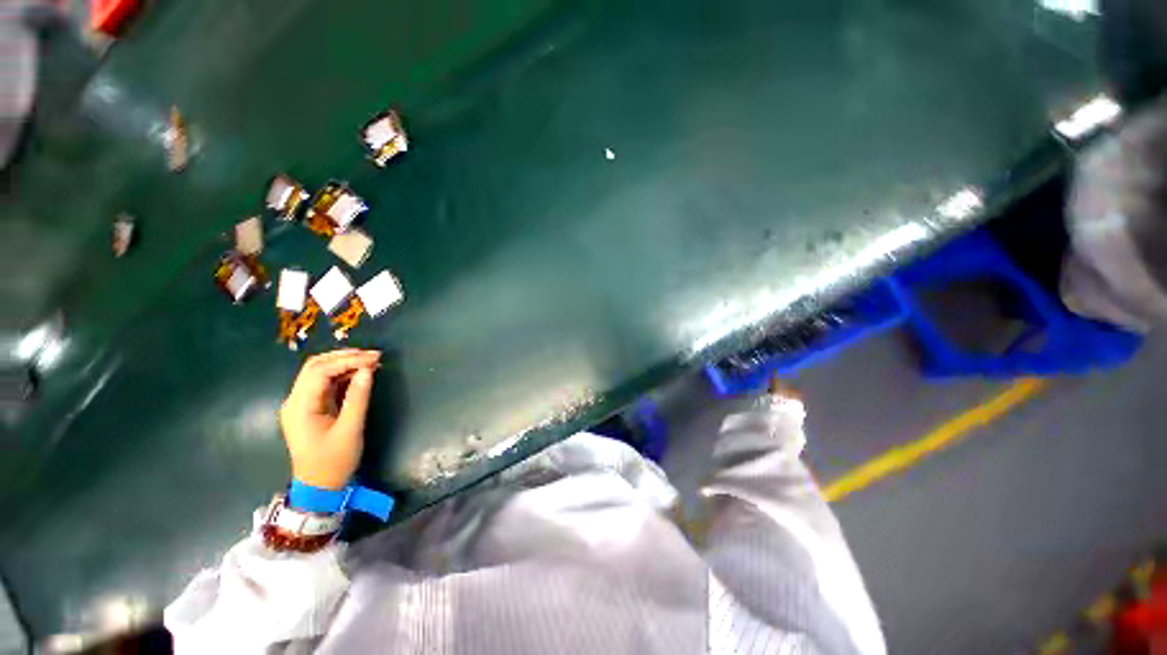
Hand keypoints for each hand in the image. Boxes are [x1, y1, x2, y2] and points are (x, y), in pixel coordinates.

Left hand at [279, 349, 380, 489]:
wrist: (319, 486)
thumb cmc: (334, 460)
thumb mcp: (350, 430)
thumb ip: (358, 398)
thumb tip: (368, 370)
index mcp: (300, 406)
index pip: (320, 371)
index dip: (347, 360)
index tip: (374, 358)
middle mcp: (296, 400)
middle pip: (315, 366)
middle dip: (344, 357)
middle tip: (374, 356)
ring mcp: (302, 404)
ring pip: (320, 372)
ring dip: (344, 364)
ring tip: (372, 362)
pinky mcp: (311, 408)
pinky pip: (325, 384)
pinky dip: (343, 375)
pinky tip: (361, 374)